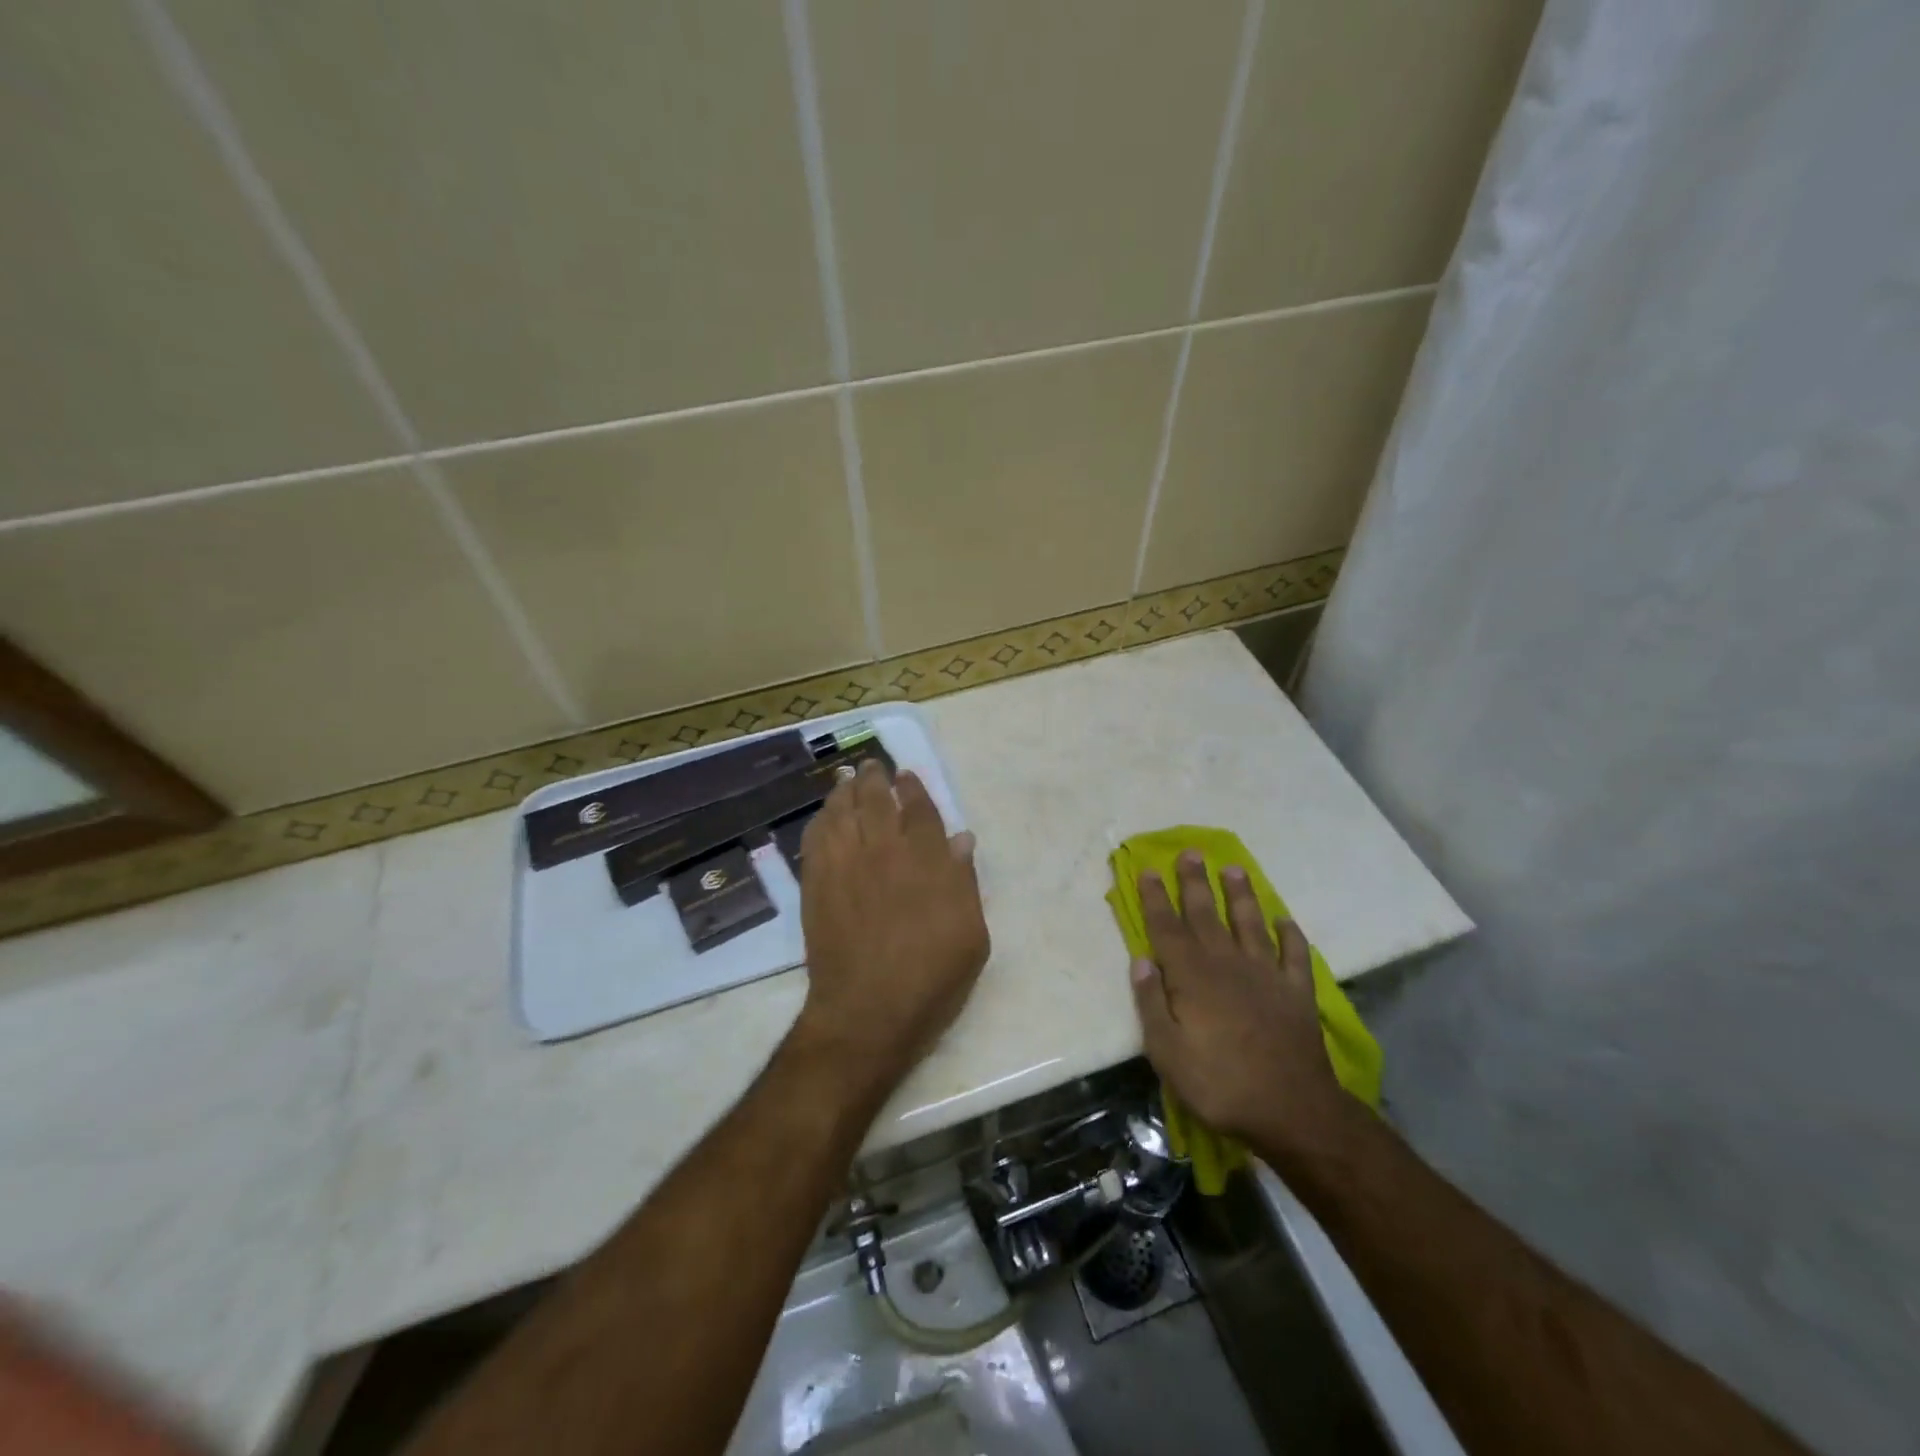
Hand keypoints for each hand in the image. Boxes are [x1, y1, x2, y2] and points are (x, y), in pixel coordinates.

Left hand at [791, 760, 988, 1106]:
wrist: (869, 1012)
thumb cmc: (931, 977)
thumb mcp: (971, 934)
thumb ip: (964, 881)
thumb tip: (961, 838)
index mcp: (925, 861)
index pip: (919, 810)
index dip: (914, 788)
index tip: (907, 775)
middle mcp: (884, 851)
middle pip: (876, 800)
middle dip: (875, 778)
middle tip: (871, 765)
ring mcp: (845, 865)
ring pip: (842, 812)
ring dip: (845, 790)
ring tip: (846, 777)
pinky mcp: (816, 884)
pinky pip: (815, 838)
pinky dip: (820, 820)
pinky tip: (824, 814)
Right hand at [1130, 851, 1351, 1163]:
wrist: (1292, 1110)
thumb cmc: (1219, 1083)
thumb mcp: (1166, 1052)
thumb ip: (1151, 1003)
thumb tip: (1140, 961)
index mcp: (1191, 976)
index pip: (1167, 928)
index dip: (1156, 898)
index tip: (1149, 870)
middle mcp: (1227, 964)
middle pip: (1207, 914)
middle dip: (1195, 882)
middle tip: (1190, 852)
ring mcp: (1265, 975)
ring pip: (1249, 923)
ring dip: (1241, 895)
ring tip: (1234, 868)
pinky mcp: (1297, 992)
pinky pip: (1294, 955)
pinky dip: (1290, 935)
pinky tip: (1285, 921)